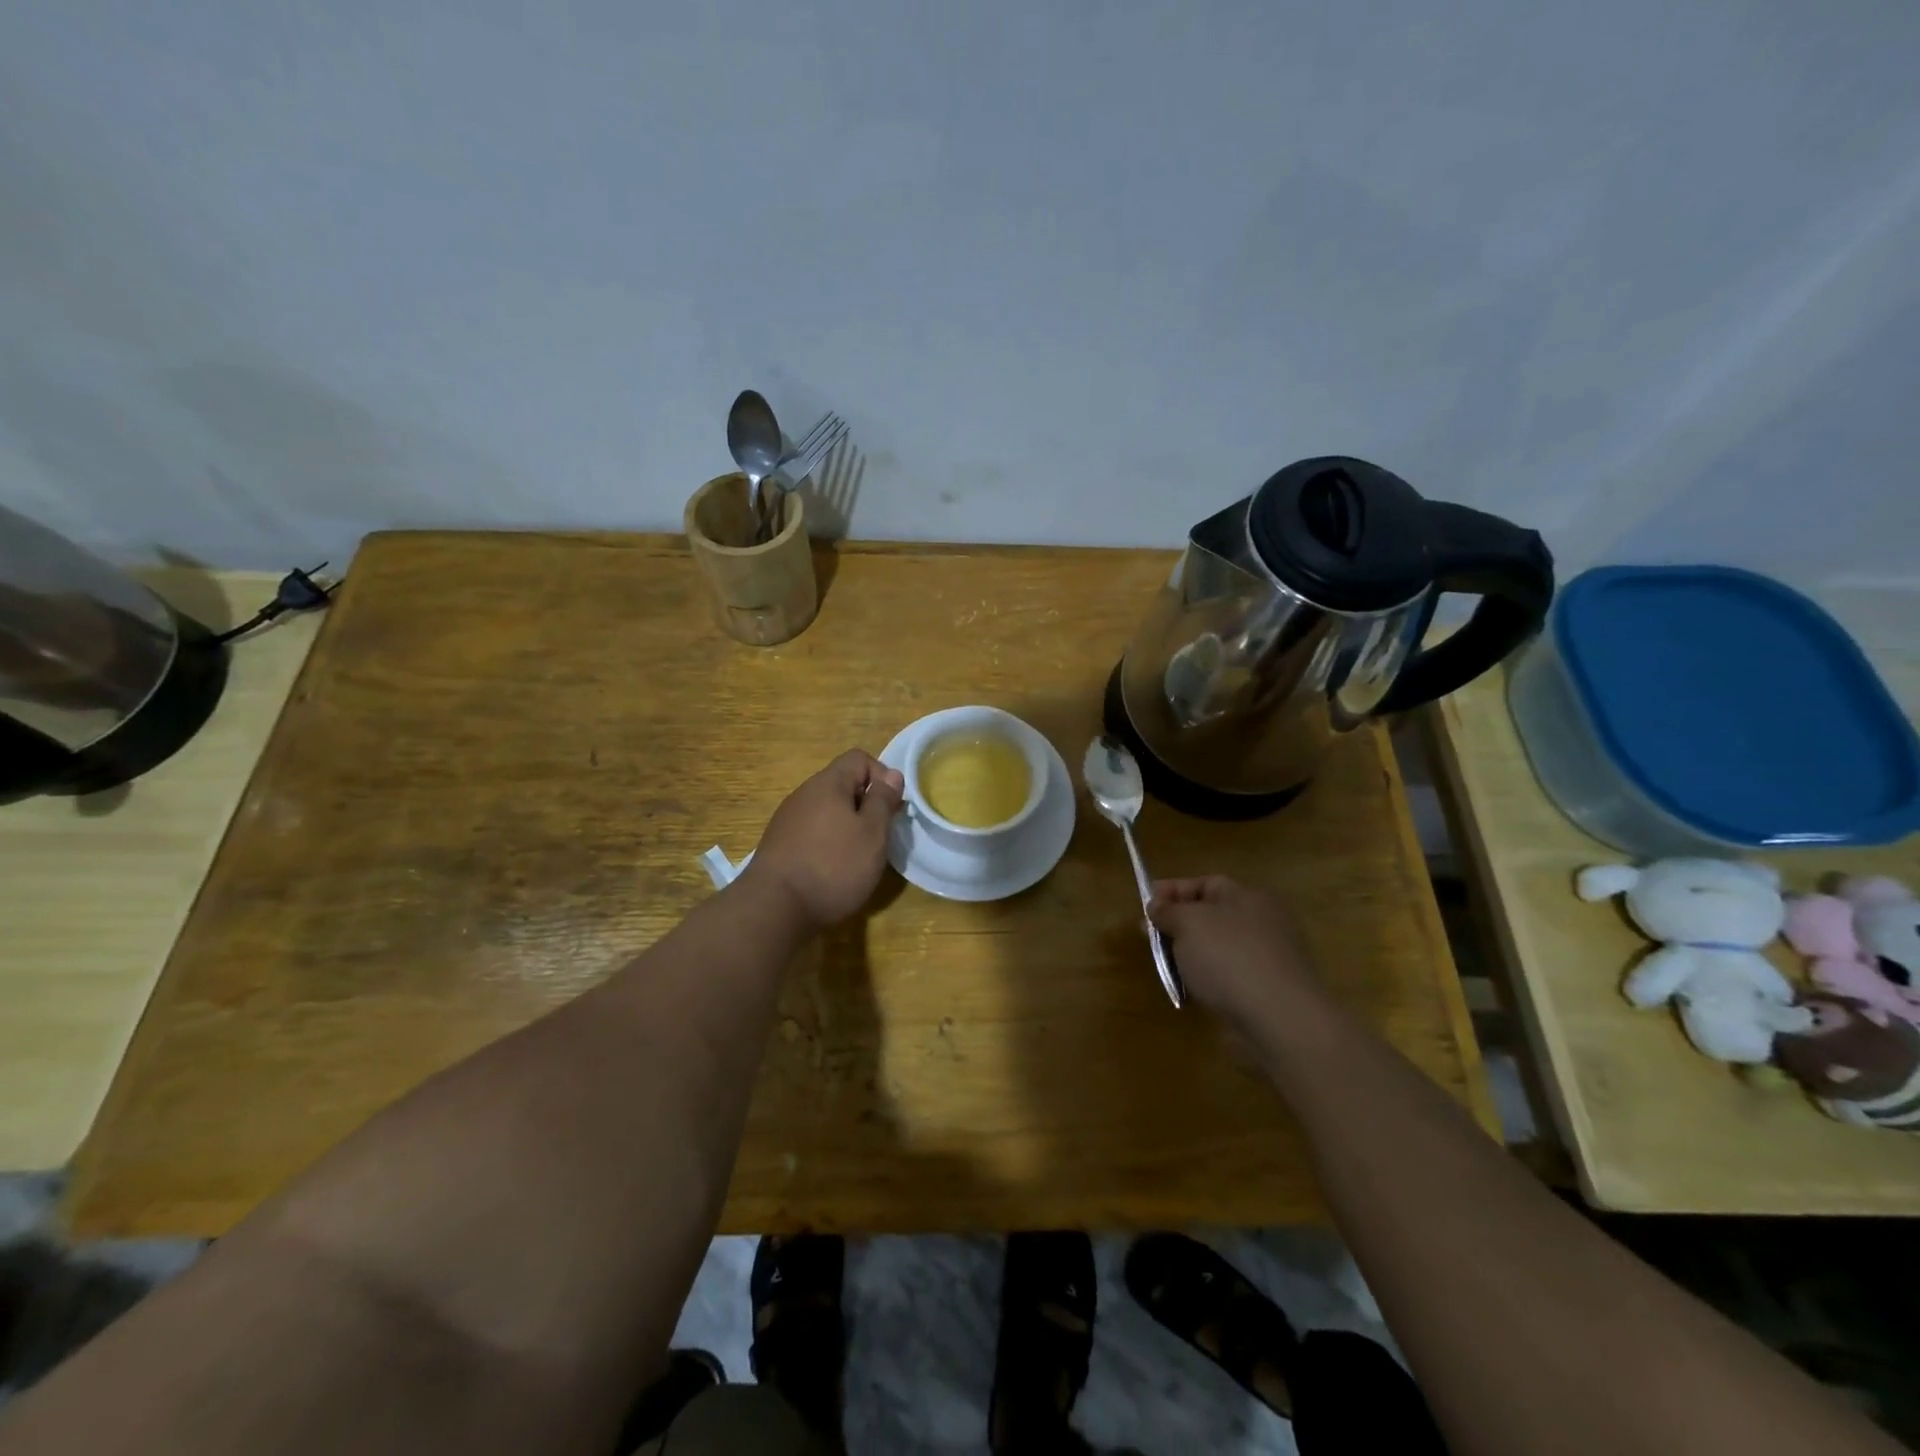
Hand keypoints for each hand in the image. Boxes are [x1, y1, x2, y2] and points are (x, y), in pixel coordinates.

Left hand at [745, 750, 904, 930]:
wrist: (774, 908)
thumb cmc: (833, 866)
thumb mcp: (872, 833)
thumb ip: (883, 801)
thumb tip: (892, 774)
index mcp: (828, 784)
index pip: (859, 758)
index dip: (881, 777)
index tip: (891, 808)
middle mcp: (804, 794)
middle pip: (842, 784)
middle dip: (865, 805)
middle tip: (878, 837)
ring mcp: (788, 819)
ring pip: (827, 810)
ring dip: (847, 826)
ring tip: (857, 856)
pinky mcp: (779, 844)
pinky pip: (812, 831)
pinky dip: (828, 842)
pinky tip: (831, 869)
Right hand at [1148, 876, 1320, 1028]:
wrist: (1279, 1020)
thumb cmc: (1230, 958)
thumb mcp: (1188, 923)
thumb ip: (1168, 911)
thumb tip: (1156, 906)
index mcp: (1249, 897)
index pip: (1206, 883)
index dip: (1173, 891)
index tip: (1145, 905)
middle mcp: (1262, 923)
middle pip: (1210, 916)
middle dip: (1177, 924)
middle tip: (1149, 937)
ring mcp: (1267, 959)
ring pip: (1216, 948)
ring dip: (1189, 955)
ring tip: (1165, 967)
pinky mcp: (1265, 992)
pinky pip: (1226, 977)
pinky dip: (1206, 980)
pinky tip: (1189, 991)